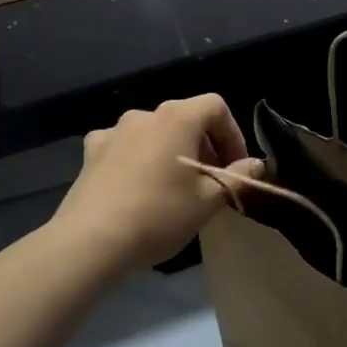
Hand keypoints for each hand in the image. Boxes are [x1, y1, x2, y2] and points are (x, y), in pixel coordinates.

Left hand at [55, 96, 263, 272]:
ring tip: (175, 186)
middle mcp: (145, 115)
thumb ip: (238, 177)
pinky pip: (125, 147)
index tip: (236, 166)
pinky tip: (138, 186)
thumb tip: (256, 165)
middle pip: (185, 118)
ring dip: (171, 152)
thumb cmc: (160, 214)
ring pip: (154, 133)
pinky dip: (139, 159)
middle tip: (211, 181)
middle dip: (204, 145)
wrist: (92, 240)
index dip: (233, 133)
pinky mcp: (90, 153)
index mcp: (178, 118)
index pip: (216, 106)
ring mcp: (113, 132)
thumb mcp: (209, 200)